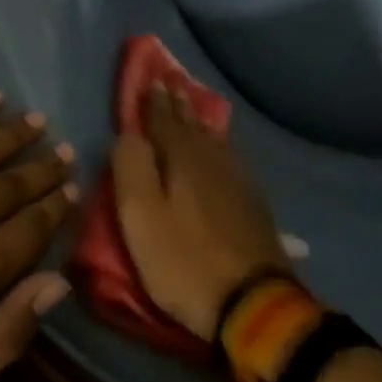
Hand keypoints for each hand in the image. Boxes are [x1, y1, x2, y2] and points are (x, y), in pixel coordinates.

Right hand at [112, 85, 290, 339]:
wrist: (254, 302)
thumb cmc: (184, 260)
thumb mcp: (140, 216)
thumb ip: (130, 167)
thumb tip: (128, 134)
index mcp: (182, 158)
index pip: (163, 120)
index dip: (154, 101)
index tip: (151, 78)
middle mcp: (212, 159)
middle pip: (192, 125)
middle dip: (179, 104)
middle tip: (172, 82)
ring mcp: (238, 180)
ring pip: (213, 140)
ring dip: (199, 121)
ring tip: (192, 108)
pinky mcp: (253, 203)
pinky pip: (230, 159)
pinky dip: (219, 145)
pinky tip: (222, 150)